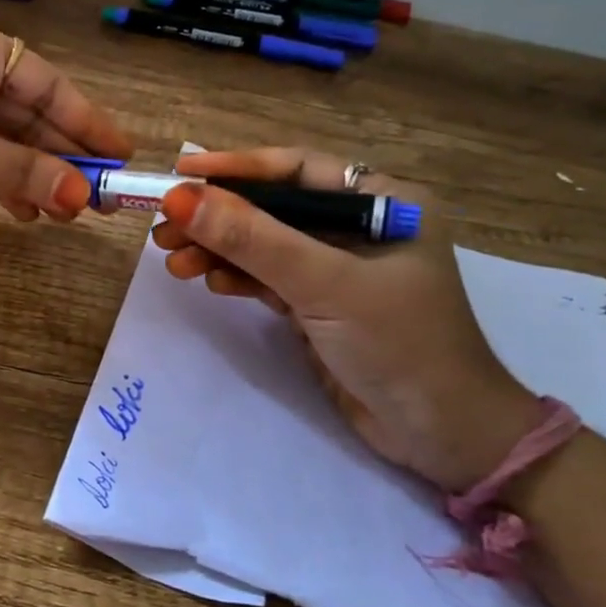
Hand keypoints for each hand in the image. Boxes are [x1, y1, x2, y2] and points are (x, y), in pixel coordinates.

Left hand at [0, 14, 132, 217]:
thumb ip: (20, 171)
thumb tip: (81, 198)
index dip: (87, 121)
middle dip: (60, 156)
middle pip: (27, 112)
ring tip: (64, 212)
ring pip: (2, 137)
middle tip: (99, 197)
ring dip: (31, 173)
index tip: (120, 156)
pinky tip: (22, 210)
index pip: (48, 84)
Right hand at [153, 147, 536, 493]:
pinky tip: (208, 281)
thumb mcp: (325, 285)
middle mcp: (360, 227)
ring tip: (173, 260)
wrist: (442, 437)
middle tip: (164, 228)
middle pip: (274, 208)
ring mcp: (338, 269)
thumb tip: (182, 198)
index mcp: (384, 202)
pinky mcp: (321, 306)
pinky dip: (237, 278)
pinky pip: (269, 279)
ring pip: (265, 245)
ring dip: (220, 250)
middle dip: (219, 217)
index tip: (181, 175)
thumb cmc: (400, 345)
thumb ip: (254, 240)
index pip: (297, 169)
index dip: (237, 169)